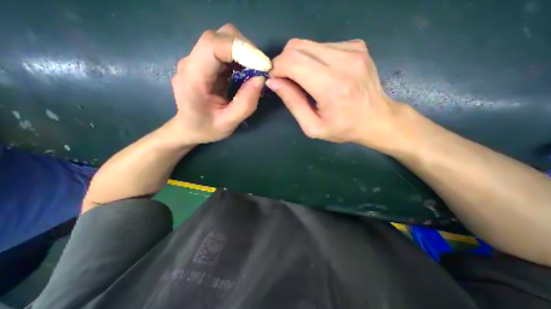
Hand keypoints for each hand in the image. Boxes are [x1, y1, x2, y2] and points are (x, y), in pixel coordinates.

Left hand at [171, 24, 266, 144]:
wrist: (189, 128)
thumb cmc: (206, 128)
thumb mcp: (228, 123)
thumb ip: (245, 104)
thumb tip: (261, 78)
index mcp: (193, 78)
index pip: (213, 45)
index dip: (241, 49)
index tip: (262, 65)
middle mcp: (192, 62)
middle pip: (220, 37)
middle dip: (246, 49)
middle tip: (261, 69)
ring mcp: (198, 60)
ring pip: (224, 40)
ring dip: (245, 53)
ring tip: (256, 72)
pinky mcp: (205, 63)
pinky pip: (225, 51)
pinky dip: (241, 57)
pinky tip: (246, 72)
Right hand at [267, 39, 403, 151]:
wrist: (377, 119)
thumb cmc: (343, 128)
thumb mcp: (312, 126)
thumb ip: (292, 103)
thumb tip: (273, 81)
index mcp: (331, 86)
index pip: (292, 62)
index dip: (277, 67)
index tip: (275, 79)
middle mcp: (344, 61)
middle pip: (298, 46)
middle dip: (284, 61)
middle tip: (285, 79)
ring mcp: (353, 49)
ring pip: (308, 44)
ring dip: (299, 60)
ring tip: (305, 79)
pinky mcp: (357, 45)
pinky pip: (322, 45)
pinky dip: (314, 58)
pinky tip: (321, 74)